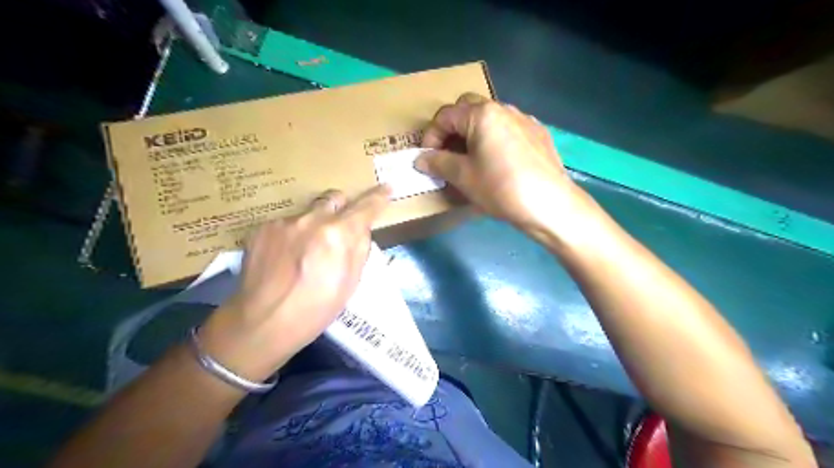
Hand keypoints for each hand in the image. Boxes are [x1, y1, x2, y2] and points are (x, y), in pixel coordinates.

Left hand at [197, 184, 391, 381]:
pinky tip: (285, 257)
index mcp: (338, 234)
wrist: (263, 322)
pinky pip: (287, 223)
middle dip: (341, 209)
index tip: (386, 188)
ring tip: (304, 253)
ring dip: (313, 225)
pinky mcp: (262, 227)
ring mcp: (284, 221)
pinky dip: (292, 235)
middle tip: (338, 230)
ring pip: (308, 212)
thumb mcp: (351, 282)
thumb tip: (361, 228)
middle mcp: (311, 219)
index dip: (378, 197)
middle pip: (334, 198)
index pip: (365, 207)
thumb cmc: (316, 309)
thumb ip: (359, 248)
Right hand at [417, 91, 585, 234]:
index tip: (428, 159)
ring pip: (490, 118)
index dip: (431, 137)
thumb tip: (420, 159)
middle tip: (448, 154)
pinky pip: (509, 129)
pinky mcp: (539, 133)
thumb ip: (438, 163)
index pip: (445, 116)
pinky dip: (495, 139)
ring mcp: (525, 119)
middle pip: (468, 109)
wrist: (549, 204)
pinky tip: (499, 162)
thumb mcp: (463, 177)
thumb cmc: (501, 188)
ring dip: (474, 133)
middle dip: (452, 129)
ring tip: (472, 159)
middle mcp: (504, 108)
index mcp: (482, 114)